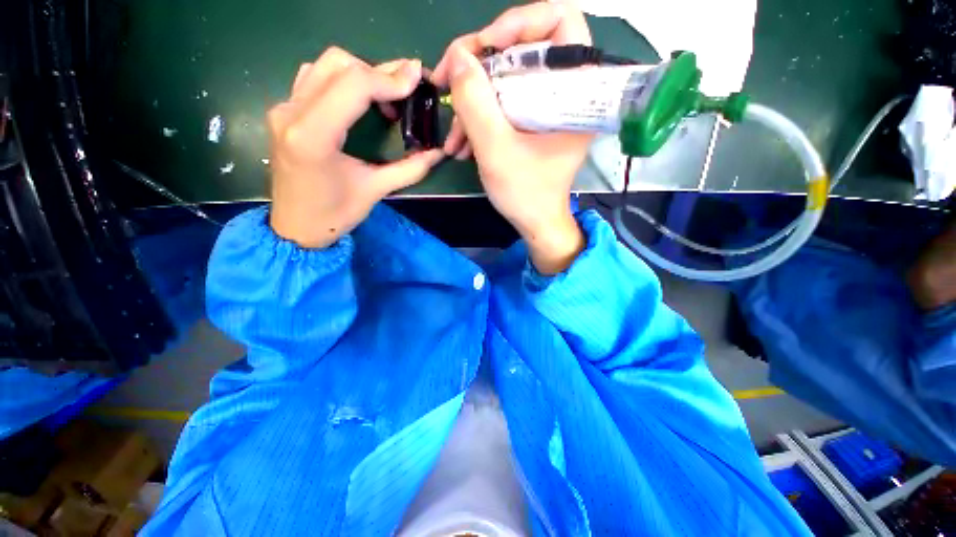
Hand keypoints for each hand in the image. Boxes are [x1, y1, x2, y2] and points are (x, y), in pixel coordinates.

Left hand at [268, 48, 442, 248]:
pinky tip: (359, 100)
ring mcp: (283, 108)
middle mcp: (291, 112)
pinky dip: (342, 80)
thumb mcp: (375, 191)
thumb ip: (410, 169)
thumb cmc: (334, 215)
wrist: (295, 227)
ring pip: (324, 65)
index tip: (416, 80)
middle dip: (378, 72)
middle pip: (339, 64)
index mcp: (313, 135)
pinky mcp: (284, 112)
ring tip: (386, 96)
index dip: (389, 79)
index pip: (353, 85)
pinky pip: (314, 78)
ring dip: (361, 73)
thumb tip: (438, 153)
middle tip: (407, 89)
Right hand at [432, 1, 591, 273]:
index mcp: (576, 92)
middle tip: (449, 82)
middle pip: (523, 49)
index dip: (520, 22)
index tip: (485, 47)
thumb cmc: (526, 193)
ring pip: (506, 80)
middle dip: (481, 66)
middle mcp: (564, 92)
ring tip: (453, 136)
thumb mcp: (496, 150)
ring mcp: (546, 108)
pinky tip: (461, 143)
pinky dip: (480, 117)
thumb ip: (475, 103)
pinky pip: (503, 103)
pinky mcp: (532, 122)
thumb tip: (457, 57)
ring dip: (473, 101)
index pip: (561, 22)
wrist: (534, 222)